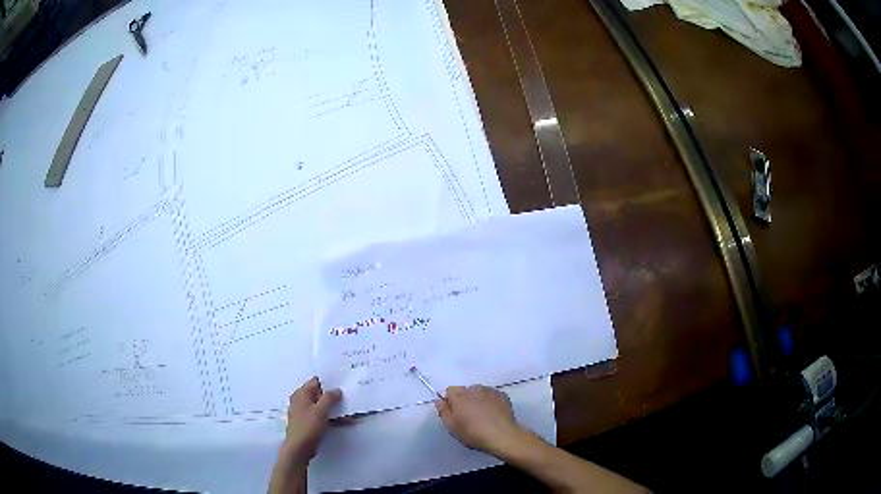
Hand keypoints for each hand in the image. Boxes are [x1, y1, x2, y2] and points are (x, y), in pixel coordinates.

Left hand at [281, 376, 341, 465]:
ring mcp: (304, 413)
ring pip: (321, 407)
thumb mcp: (321, 410)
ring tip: (350, 412)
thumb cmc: (308, 426)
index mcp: (301, 394)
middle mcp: (301, 401)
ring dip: (334, 409)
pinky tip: (344, 422)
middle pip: (319, 395)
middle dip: (333, 397)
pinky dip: (331, 418)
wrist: (299, 448)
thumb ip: (330, 398)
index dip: (329, 383)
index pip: (316, 382)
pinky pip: (321, 417)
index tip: (342, 385)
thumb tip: (336, 390)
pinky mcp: (308, 424)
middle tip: (348, 398)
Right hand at [435, 385, 526, 455]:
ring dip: (477, 399)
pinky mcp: (502, 395)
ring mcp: (490, 391)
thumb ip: (443, 411)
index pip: (449, 390)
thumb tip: (439, 400)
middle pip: (465, 390)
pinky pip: (491, 395)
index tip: (453, 412)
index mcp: (459, 396)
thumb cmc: (473, 433)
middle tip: (467, 416)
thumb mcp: (452, 426)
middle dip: (464, 399)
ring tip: (481, 415)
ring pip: (479, 392)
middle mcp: (474, 389)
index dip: (450, 400)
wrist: (502, 436)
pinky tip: (492, 413)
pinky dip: (489, 401)